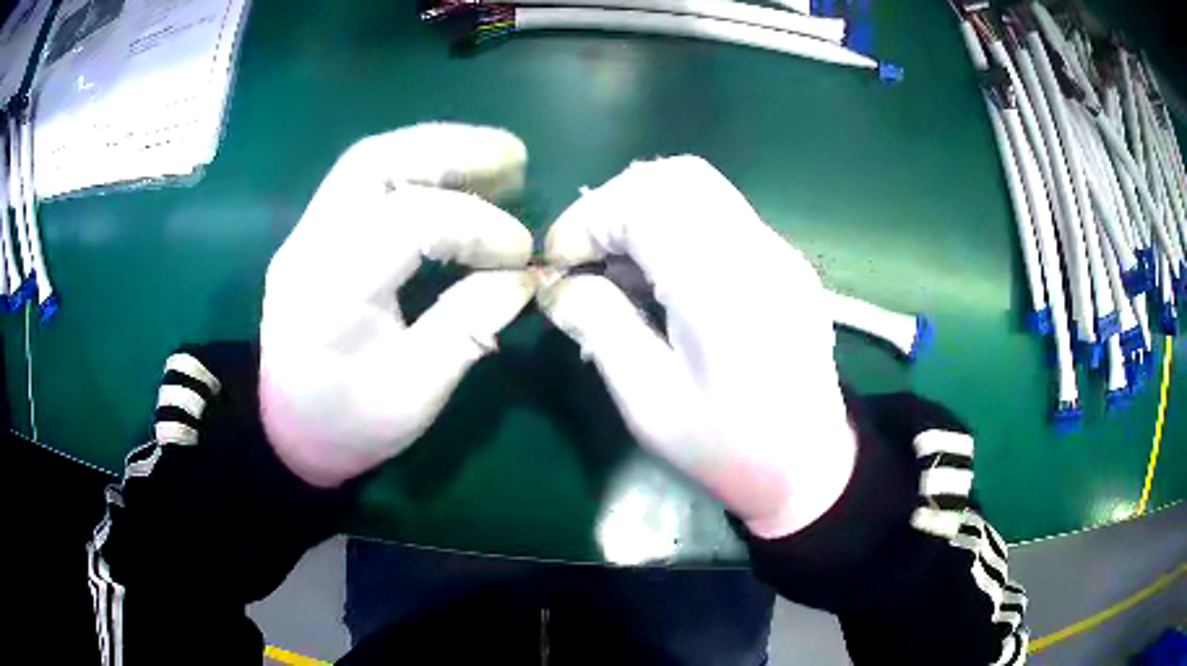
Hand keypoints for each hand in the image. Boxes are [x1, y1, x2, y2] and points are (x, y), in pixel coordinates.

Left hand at [259, 123, 536, 486]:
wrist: (289, 430)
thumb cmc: (351, 424)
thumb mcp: (416, 394)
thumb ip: (468, 328)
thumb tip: (522, 275)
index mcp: (331, 293)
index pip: (408, 222)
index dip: (476, 226)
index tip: (521, 253)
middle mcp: (309, 246)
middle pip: (376, 163)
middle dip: (452, 151)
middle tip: (516, 161)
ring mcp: (305, 233)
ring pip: (369, 160)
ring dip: (436, 150)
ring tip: (494, 161)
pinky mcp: (312, 233)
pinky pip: (364, 180)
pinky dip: (415, 168)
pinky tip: (453, 181)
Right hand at [538, 156, 856, 538]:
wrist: (810, 466)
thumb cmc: (729, 449)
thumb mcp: (650, 404)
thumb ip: (601, 329)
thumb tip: (559, 286)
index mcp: (723, 287)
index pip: (646, 201)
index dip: (589, 219)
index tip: (559, 262)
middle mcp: (758, 250)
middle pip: (676, 176)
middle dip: (614, 205)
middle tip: (587, 256)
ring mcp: (778, 250)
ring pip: (699, 187)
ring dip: (643, 211)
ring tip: (619, 269)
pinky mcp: (783, 260)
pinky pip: (718, 213)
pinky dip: (674, 225)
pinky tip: (661, 277)